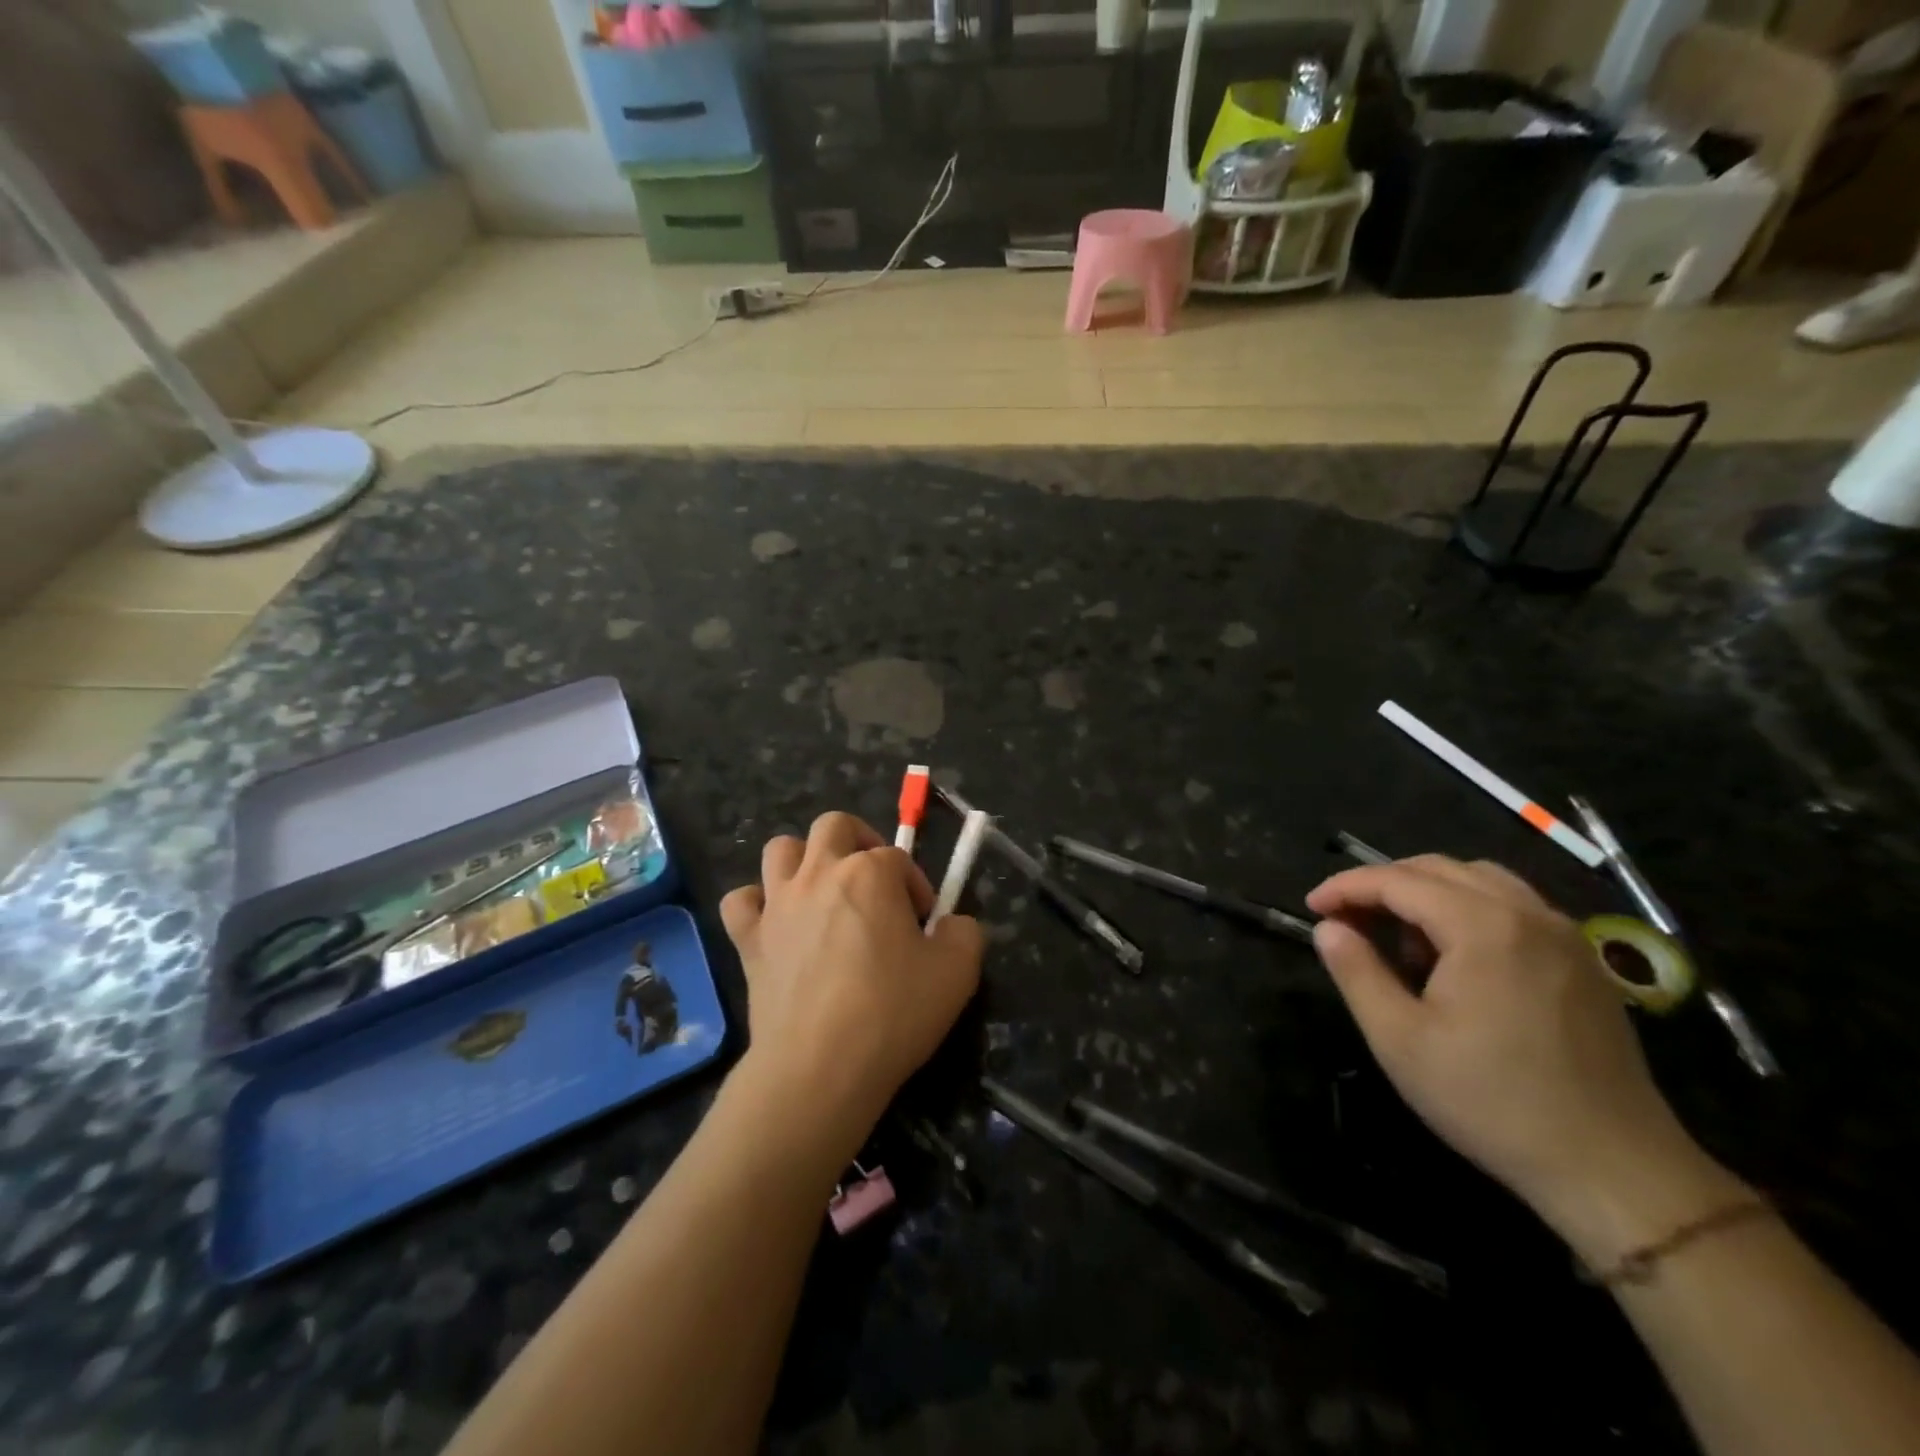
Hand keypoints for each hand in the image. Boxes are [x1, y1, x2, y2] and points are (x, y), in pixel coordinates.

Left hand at [720, 813, 983, 1152]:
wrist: (819, 1066)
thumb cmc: (892, 1012)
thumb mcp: (958, 971)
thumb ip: (964, 932)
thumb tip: (950, 924)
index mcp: (870, 872)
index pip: (899, 858)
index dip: (916, 887)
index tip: (924, 926)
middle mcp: (819, 873)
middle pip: (834, 825)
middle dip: (860, 841)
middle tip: (875, 884)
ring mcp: (778, 904)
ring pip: (780, 849)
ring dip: (804, 860)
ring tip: (824, 893)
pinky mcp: (748, 940)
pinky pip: (740, 901)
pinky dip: (757, 904)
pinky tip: (777, 924)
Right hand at [1306, 856, 1706, 1233]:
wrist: (1615, 1169)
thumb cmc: (1492, 1101)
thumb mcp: (1399, 1040)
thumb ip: (1356, 972)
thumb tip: (1328, 928)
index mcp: (1483, 926)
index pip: (1398, 880)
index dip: (1346, 887)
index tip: (1311, 907)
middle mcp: (1527, 913)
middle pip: (1438, 869)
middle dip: (1382, 884)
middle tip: (1346, 920)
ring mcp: (1563, 934)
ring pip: (1478, 880)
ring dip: (1426, 893)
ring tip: (1399, 937)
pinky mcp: (1582, 961)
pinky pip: (1512, 906)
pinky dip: (1468, 908)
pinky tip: (1453, 955)